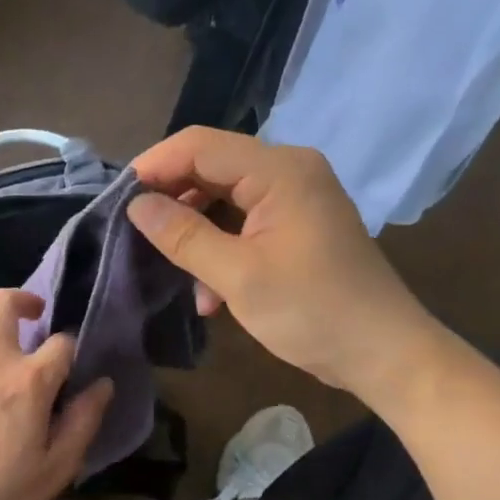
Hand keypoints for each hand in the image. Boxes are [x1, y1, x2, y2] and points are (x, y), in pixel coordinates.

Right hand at [128, 128, 448, 410]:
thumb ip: (183, 236)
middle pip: (210, 166)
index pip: (199, 145)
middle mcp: (289, 170)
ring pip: (223, 197)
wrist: (383, 353)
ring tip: (172, 271)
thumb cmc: (313, 312)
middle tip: (133, 235)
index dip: (153, 166)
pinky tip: (209, 294)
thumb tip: (136, 205)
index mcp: (279, 171)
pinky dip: (219, 248)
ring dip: (194, 232)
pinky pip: (243, 221)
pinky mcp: (297, 224)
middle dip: (171, 200)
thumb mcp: (238, 277)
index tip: (116, 201)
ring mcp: (296, 197)